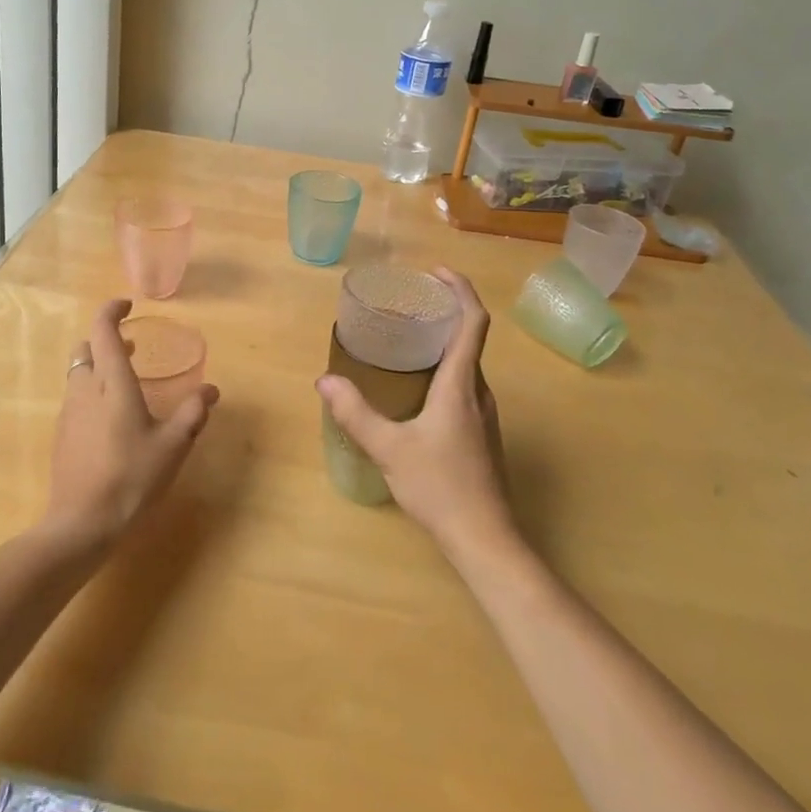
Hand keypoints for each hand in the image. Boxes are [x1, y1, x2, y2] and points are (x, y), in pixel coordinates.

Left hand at [44, 299, 219, 548]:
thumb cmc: (131, 477)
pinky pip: (76, 399)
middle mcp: (85, 390)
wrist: (81, 524)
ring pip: (78, 374)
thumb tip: (211, 390)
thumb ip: (193, 413)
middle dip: (105, 339)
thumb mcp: (173, 445)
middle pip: (85, 349)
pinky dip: (92, 393)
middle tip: (131, 347)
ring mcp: (68, 413)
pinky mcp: (62, 436)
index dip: (112, 310)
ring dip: (98, 367)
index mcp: (111, 383)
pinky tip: (112, 420)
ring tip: (126, 383)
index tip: (128, 305)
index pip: (103, 330)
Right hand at [316, 268, 514, 557]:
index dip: (459, 290)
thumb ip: (356, 413)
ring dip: (444, 341)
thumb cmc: (440, 487)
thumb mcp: (389, 448)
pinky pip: (464, 385)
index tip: (435, 272)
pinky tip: (415, 387)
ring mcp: (483, 415)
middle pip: (470, 338)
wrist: (485, 539)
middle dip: (445, 311)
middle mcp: (478, 392)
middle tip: (409, 302)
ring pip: (467, 364)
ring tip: (408, 338)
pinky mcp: (480, 434)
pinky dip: (444, 368)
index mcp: (460, 385)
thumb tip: (325, 381)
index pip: (473, 321)